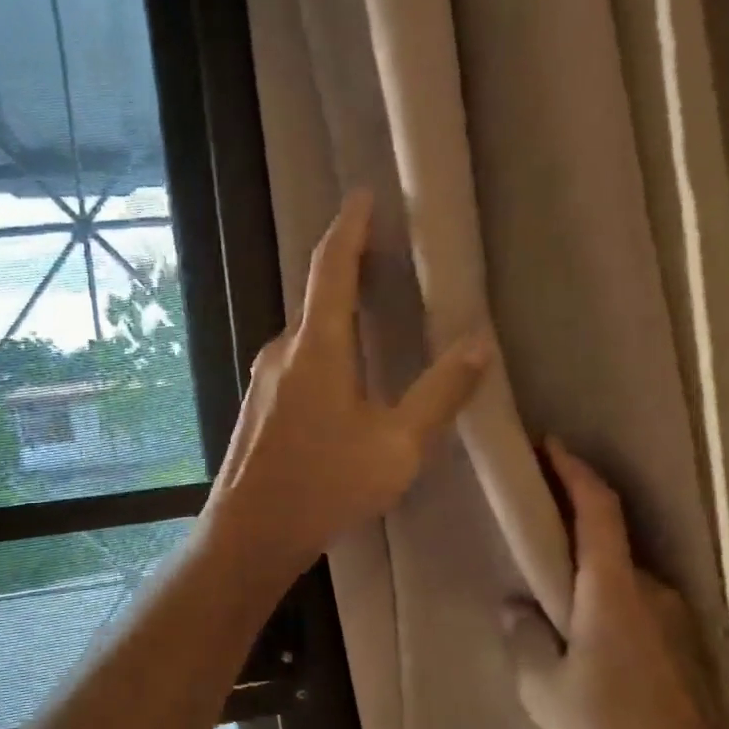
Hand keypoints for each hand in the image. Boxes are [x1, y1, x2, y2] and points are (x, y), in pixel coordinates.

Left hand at [204, 189, 493, 582]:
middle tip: (385, 259)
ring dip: (337, 318)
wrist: (250, 533)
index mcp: (317, 348)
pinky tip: (343, 380)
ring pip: (307, 336)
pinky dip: (323, 352)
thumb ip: (439, 394)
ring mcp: (264, 380)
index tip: (363, 196)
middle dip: (350, 272)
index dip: (350, 227)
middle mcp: (283, 352)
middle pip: (318, 298)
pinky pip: (297, 363)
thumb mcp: (398, 446)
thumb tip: (478, 345)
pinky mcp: (258, 407)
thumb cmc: (326, 485)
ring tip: (372, 319)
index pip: (331, 267)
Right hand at [503, 440, 728, 728]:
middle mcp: (653, 594)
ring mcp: (677, 622)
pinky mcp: (687, 652)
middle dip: (571, 519)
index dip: (574, 473)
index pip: (599, 510)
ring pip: (623, 576)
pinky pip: (636, 606)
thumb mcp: (544, 689)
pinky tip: (582, 636)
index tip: (549, 446)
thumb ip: (525, 638)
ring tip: (547, 588)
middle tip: (531, 520)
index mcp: (614, 592)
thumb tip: (517, 608)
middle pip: (611, 538)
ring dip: (587, 568)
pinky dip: (605, 600)